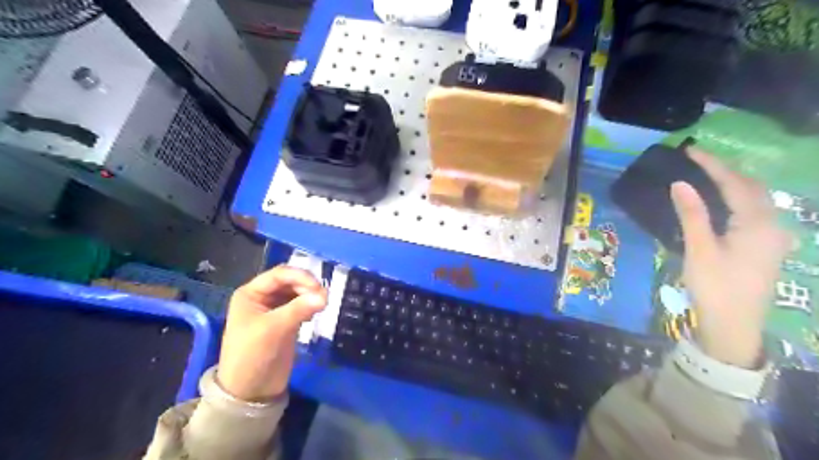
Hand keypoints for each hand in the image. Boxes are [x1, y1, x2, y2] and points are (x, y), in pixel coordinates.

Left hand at [217, 266, 325, 402]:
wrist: (250, 392)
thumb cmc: (252, 356)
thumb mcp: (273, 329)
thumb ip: (298, 309)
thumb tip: (325, 296)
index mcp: (251, 294)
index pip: (279, 274)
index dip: (300, 276)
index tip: (318, 287)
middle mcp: (262, 297)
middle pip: (290, 281)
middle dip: (307, 286)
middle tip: (323, 298)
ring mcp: (275, 309)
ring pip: (297, 292)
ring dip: (310, 295)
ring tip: (322, 305)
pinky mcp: (286, 321)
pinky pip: (301, 305)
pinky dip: (310, 305)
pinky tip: (315, 313)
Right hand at [672, 150, 793, 368]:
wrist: (734, 326)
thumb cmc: (715, 287)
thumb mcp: (700, 250)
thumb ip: (693, 214)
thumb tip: (680, 183)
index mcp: (757, 224)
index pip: (734, 183)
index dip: (712, 165)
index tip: (690, 150)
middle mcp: (772, 225)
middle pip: (752, 187)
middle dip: (726, 170)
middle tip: (697, 160)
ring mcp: (773, 237)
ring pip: (756, 199)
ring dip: (734, 183)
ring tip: (707, 174)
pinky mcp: (766, 247)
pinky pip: (755, 212)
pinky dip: (738, 198)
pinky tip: (723, 201)